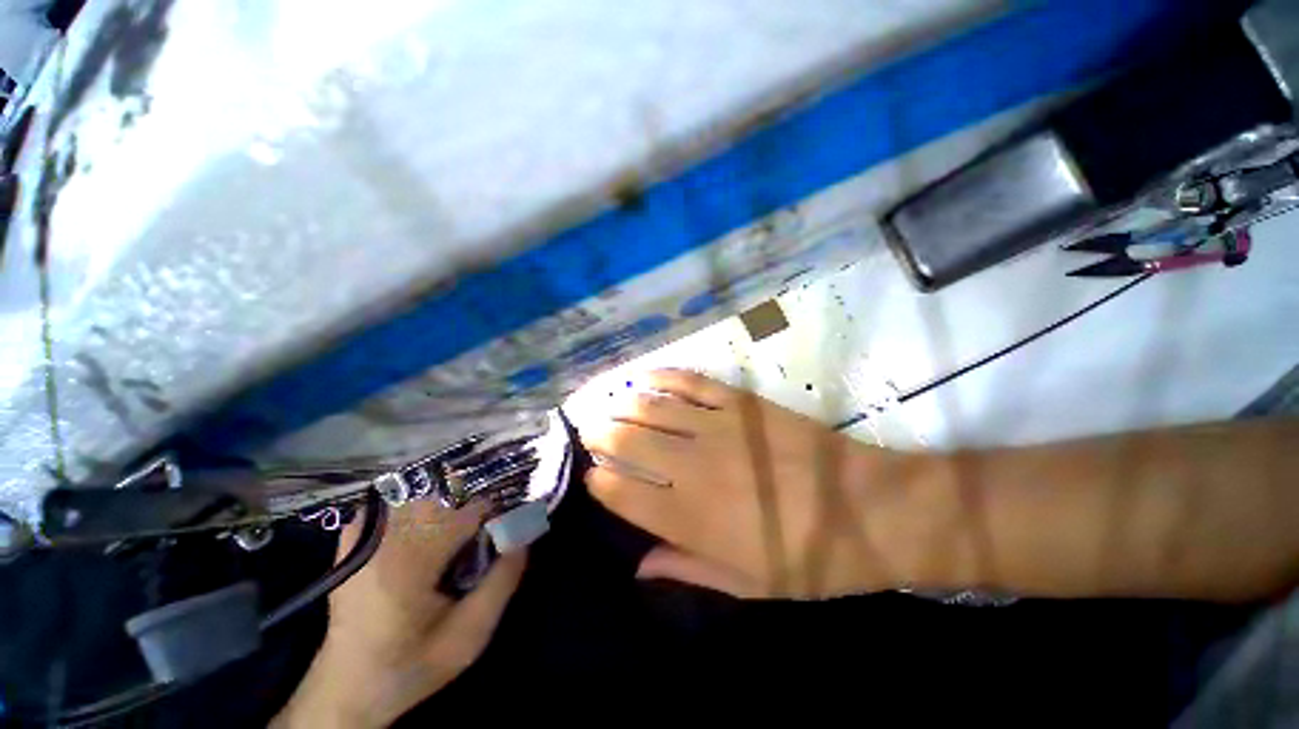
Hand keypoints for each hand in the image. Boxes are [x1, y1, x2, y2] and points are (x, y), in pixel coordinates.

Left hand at [274, 501, 525, 727]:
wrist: (347, 688)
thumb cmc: (412, 665)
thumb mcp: (469, 637)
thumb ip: (502, 583)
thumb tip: (523, 537)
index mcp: (409, 565)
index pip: (466, 512)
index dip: (491, 517)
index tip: (498, 535)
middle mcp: (382, 542)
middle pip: (445, 499)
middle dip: (467, 514)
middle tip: (474, 542)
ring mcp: (361, 537)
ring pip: (420, 497)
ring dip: (443, 510)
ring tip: (449, 542)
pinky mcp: (351, 540)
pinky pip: (392, 505)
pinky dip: (414, 510)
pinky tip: (419, 534)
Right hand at [578, 369, 941, 598]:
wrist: (870, 507)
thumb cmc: (811, 557)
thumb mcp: (749, 586)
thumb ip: (687, 569)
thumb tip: (639, 565)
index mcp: (691, 519)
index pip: (621, 494)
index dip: (598, 482)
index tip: (592, 477)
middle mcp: (692, 467)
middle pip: (625, 442)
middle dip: (599, 436)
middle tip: (590, 433)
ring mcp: (715, 426)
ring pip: (648, 407)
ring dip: (621, 406)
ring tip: (609, 407)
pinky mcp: (738, 401)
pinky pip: (688, 381)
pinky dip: (661, 377)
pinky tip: (645, 377)